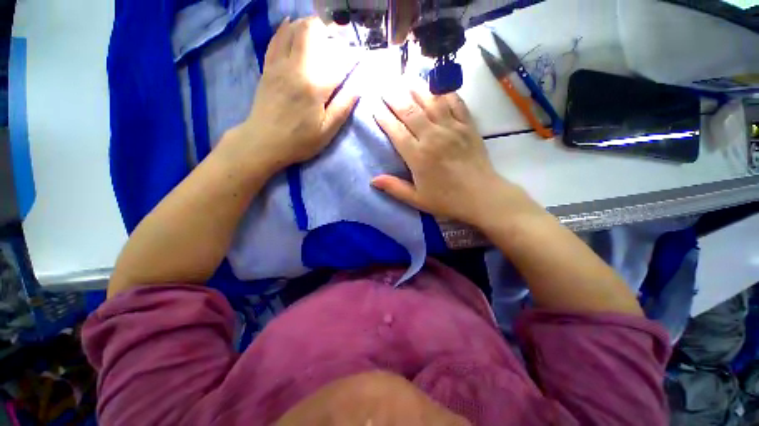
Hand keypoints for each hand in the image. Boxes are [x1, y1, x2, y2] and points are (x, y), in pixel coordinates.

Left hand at [222, 17, 357, 172]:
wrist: (263, 142)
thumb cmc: (299, 141)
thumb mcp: (327, 130)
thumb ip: (343, 107)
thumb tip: (359, 87)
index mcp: (315, 86)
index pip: (339, 62)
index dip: (352, 57)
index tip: (360, 56)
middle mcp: (296, 67)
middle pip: (312, 32)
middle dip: (328, 30)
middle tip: (339, 38)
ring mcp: (279, 64)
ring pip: (293, 30)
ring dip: (308, 24)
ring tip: (321, 30)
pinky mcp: (268, 67)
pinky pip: (276, 39)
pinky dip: (285, 28)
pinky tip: (291, 23)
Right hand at [372, 87, 539, 227]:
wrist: (481, 196)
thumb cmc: (446, 200)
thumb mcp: (417, 199)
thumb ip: (394, 188)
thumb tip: (372, 180)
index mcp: (418, 156)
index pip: (396, 131)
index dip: (384, 118)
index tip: (375, 108)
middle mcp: (432, 137)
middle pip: (410, 111)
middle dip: (395, 98)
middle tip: (385, 87)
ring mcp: (452, 129)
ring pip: (431, 102)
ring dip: (417, 89)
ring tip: (406, 78)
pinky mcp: (467, 126)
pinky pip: (455, 103)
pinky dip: (445, 92)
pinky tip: (437, 85)